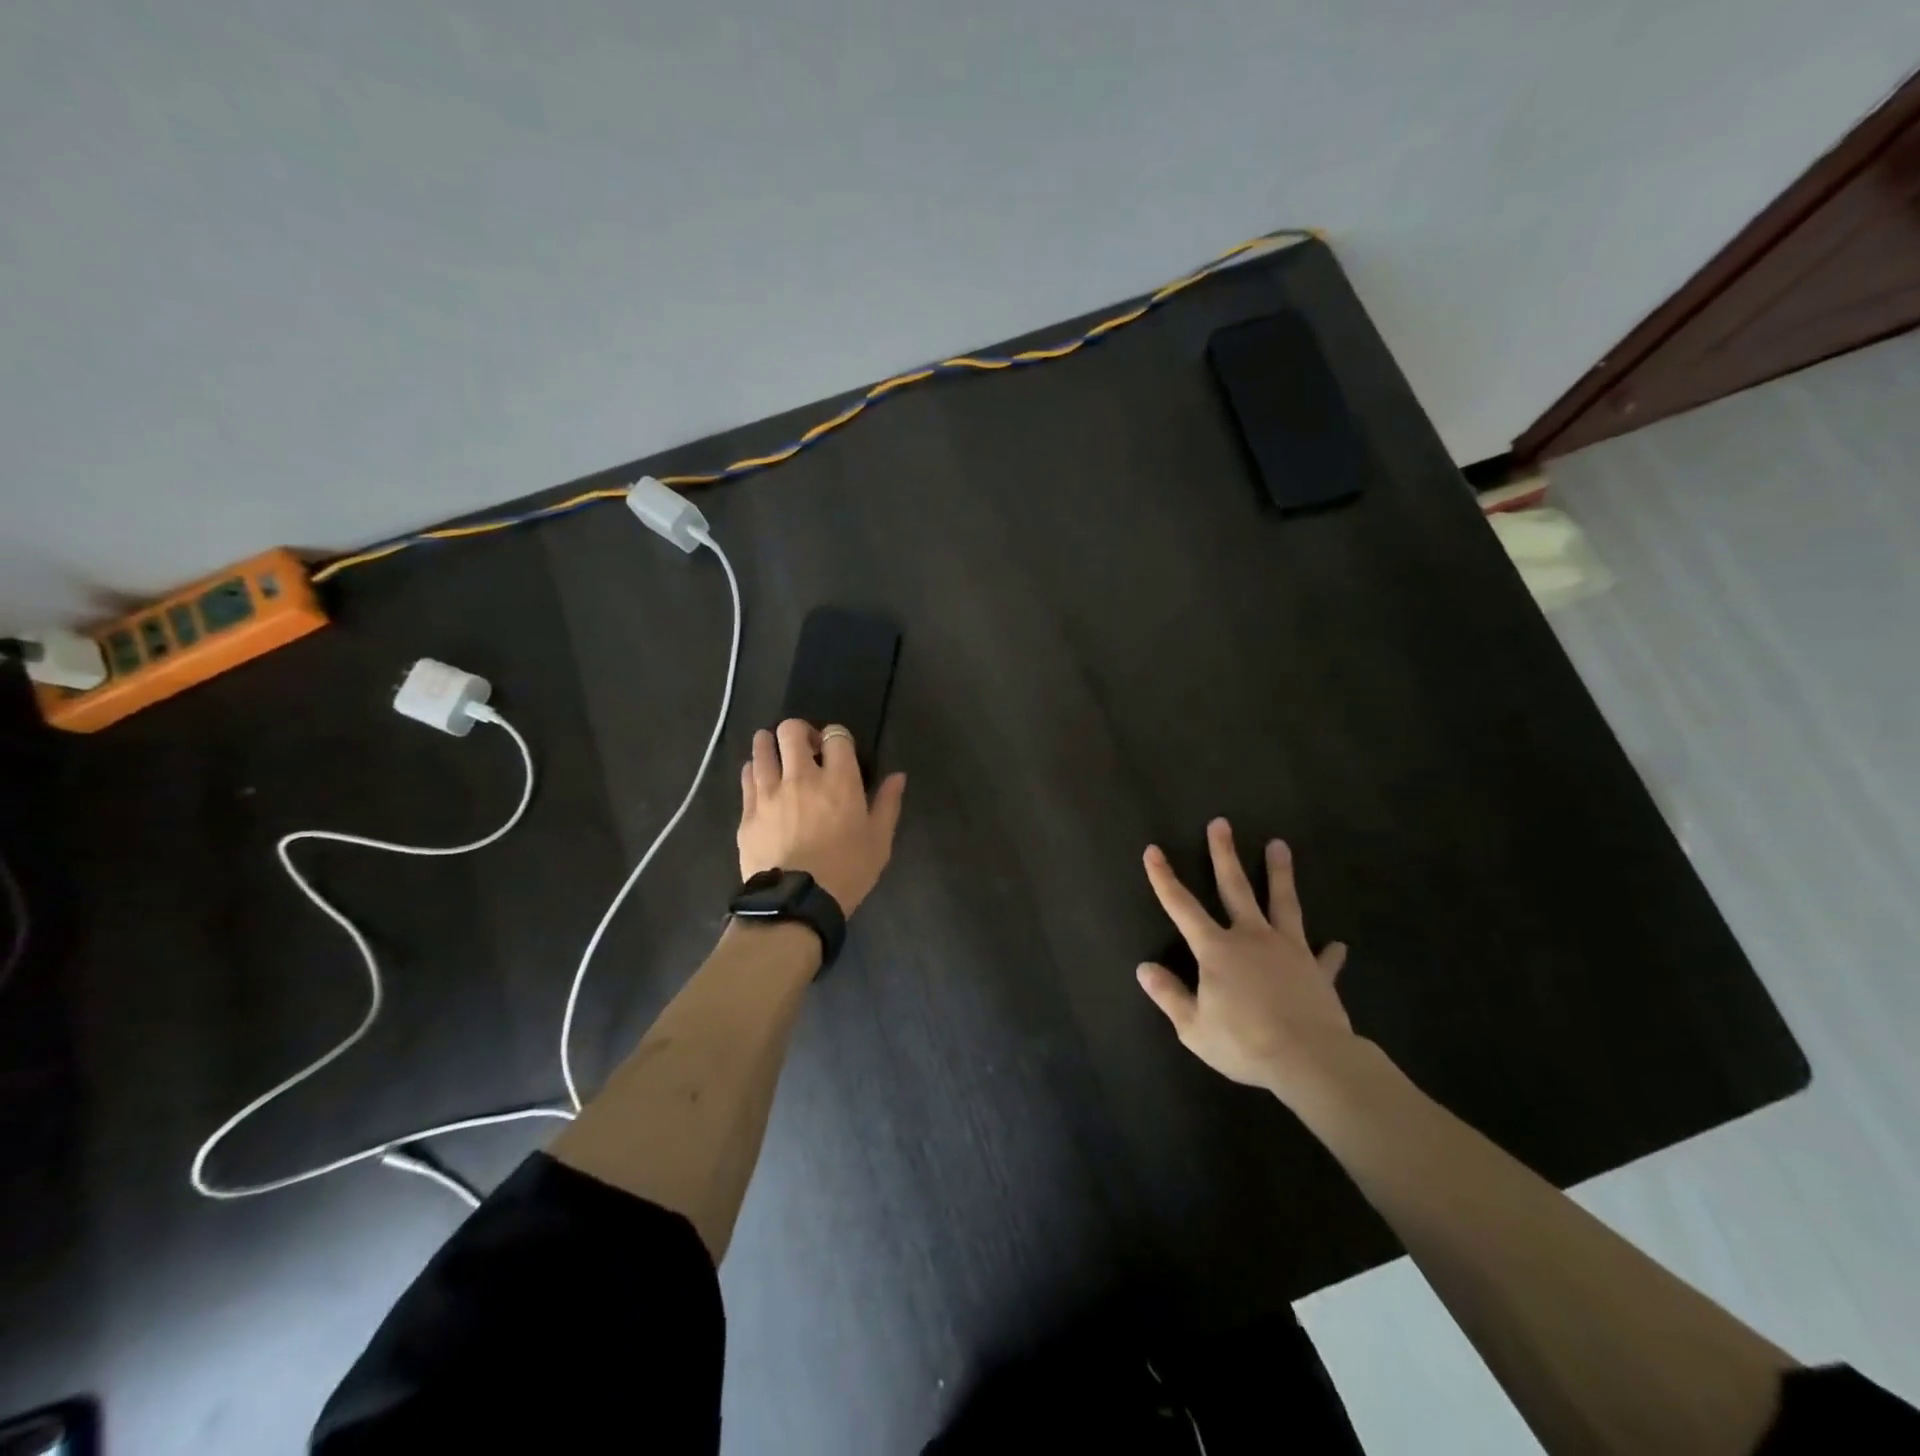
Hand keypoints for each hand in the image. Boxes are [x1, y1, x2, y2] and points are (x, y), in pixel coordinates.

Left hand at [738, 719, 906, 915]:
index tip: (837, 750)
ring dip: (771, 744)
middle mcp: (801, 777)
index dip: (836, 737)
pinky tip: (761, 780)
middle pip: (791, 730)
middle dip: (800, 731)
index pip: (836, 735)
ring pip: (762, 746)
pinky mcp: (748, 811)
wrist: (796, 904)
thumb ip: (888, 803)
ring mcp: (769, 792)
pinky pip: (746, 776)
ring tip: (779, 757)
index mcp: (839, 781)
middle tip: (806, 749)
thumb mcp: (879, 841)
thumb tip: (897, 776)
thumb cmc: (847, 872)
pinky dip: (754, 770)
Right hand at [1136, 818, 1355, 1105]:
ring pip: (1283, 903)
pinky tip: (1336, 945)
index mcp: (1216, 950)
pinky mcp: (1317, 971)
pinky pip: (1323, 957)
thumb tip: (1144, 968)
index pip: (1181, 907)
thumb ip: (1169, 995)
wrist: (1310, 1059)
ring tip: (1279, 845)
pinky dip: (1329, 952)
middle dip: (1224, 854)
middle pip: (1235, 888)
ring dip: (1280, 874)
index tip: (1153, 850)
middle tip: (1221, 823)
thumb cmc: (1244, 1042)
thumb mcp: (1193, 1027)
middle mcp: (1251, 938)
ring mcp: (1289, 950)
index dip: (1164, 878)